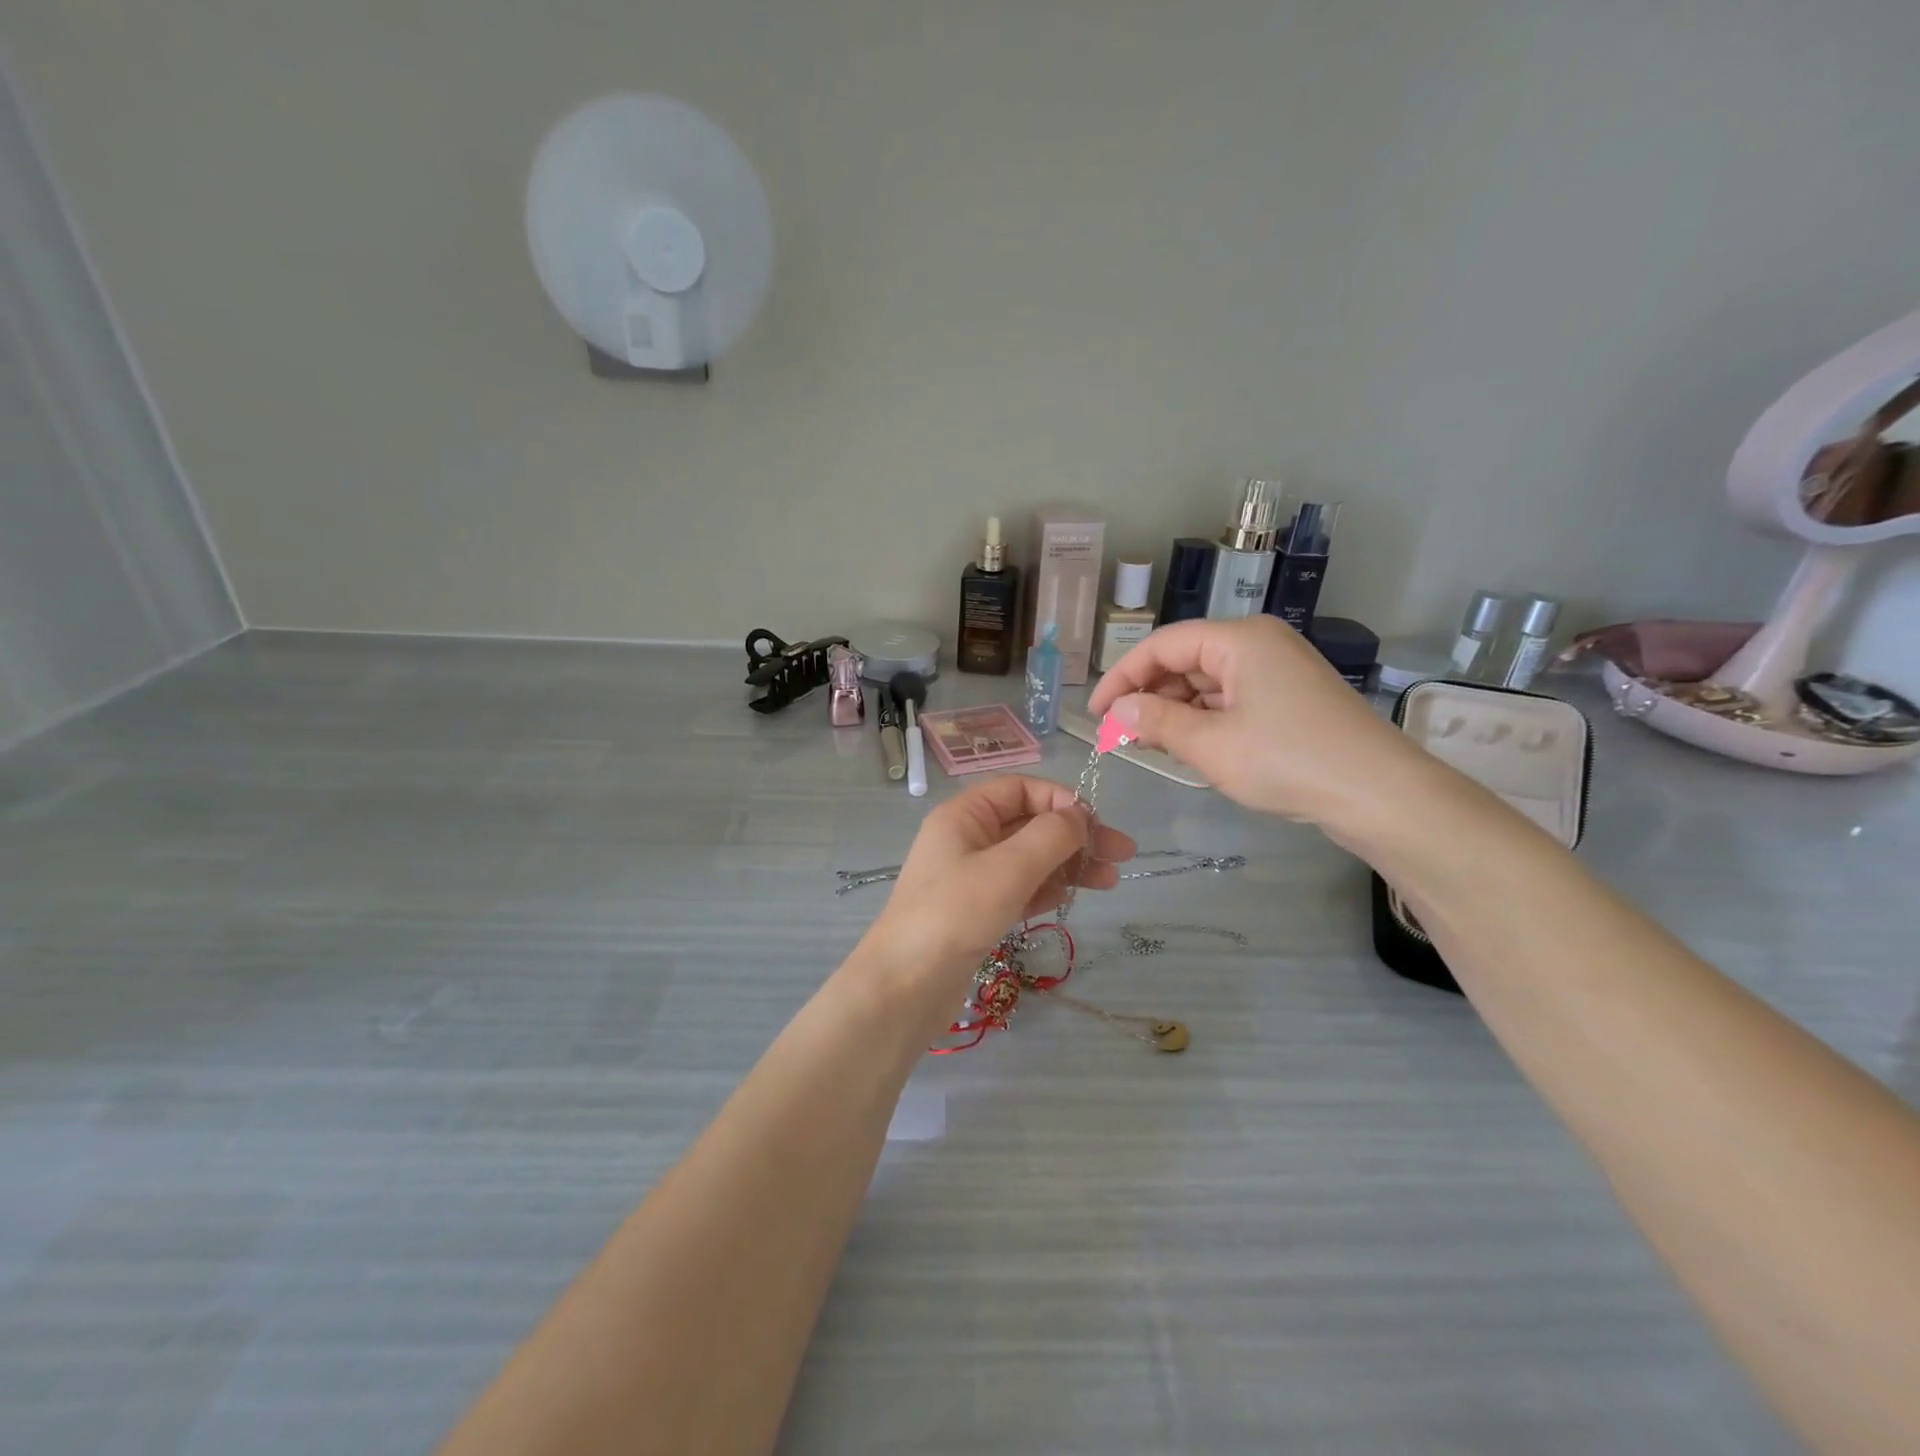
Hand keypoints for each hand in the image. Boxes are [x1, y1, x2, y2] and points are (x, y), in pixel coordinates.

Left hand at [866, 776, 1136, 979]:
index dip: (1059, 800)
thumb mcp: (1007, 869)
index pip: (1019, 789)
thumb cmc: (953, 916)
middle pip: (1029, 824)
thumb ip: (1049, 836)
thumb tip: (1078, 815)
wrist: (904, 987)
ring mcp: (970, 878)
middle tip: (1122, 854)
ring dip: (1067, 865)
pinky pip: (1018, 889)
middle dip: (1075, 836)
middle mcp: (966, 839)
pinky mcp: (975, 912)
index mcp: (964, 816)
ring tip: (1110, 881)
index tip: (1095, 824)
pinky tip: (1069, 899)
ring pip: (1028, 859)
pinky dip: (1045, 889)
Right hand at [1086, 616, 1419, 827]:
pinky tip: (1188, 748)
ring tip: (1149, 745)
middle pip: (1185, 661)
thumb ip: (1155, 722)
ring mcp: (1277, 671)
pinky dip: (1204, 721)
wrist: (1379, 794)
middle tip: (1120, 736)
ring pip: (1206, 683)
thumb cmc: (1287, 761)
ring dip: (1175, 712)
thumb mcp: (1210, 745)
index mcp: (1238, 639)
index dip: (1122, 677)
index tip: (1094, 713)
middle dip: (1149, 697)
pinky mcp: (1289, 698)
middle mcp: (1257, 644)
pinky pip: (1231, 700)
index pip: (1162, 646)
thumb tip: (1115, 709)